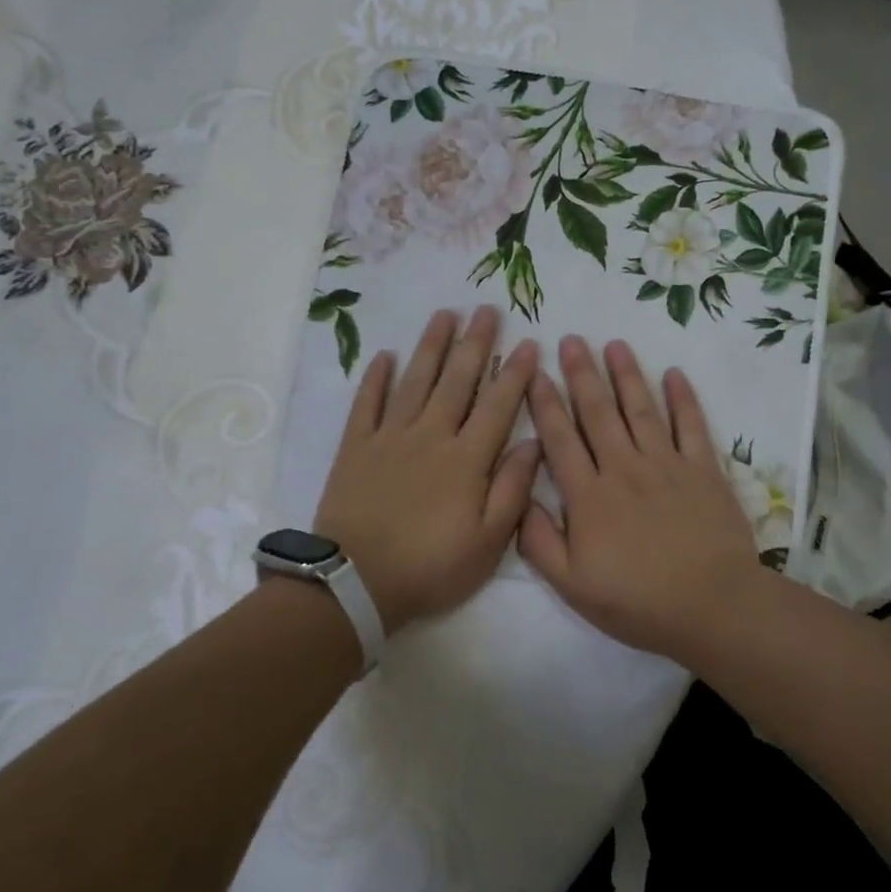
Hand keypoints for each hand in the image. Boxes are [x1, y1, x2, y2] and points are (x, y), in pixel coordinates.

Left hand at [314, 307, 539, 632]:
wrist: (356, 582)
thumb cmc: (431, 566)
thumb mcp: (488, 541)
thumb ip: (513, 488)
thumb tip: (534, 443)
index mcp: (467, 458)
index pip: (498, 405)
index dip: (515, 373)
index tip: (528, 342)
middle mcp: (431, 435)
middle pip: (458, 380)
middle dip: (475, 343)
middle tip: (486, 309)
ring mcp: (390, 437)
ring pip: (415, 381)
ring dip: (431, 346)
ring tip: (444, 314)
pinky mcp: (356, 447)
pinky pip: (367, 403)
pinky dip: (376, 378)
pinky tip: (385, 355)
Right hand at [519, 336, 763, 659]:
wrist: (711, 606)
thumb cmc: (637, 602)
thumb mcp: (572, 585)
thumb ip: (539, 541)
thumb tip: (521, 498)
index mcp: (589, 496)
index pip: (560, 439)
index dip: (545, 403)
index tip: (535, 373)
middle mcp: (624, 468)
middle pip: (598, 413)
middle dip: (581, 374)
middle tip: (571, 339)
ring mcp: (667, 465)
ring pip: (641, 409)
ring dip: (626, 374)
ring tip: (614, 344)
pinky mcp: (703, 469)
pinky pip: (692, 425)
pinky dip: (683, 398)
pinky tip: (674, 373)